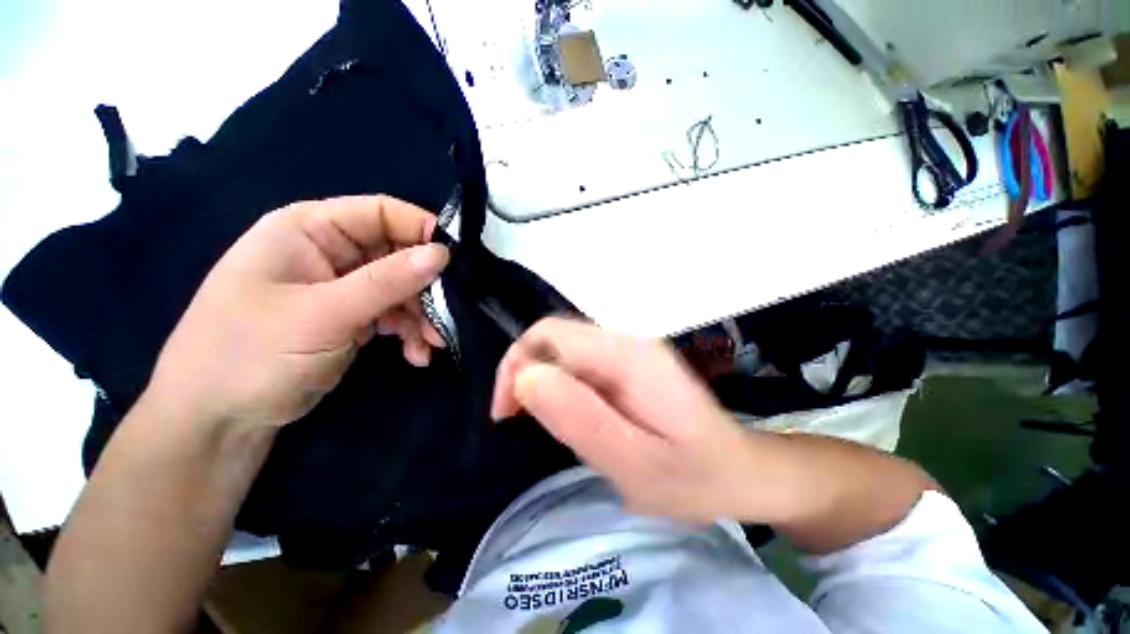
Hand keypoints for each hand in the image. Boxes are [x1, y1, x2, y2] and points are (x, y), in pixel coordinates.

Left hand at [146, 195, 448, 430]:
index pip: (381, 213)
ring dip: (422, 316)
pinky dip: (409, 332)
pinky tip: (416, 355)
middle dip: (426, 287)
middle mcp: (330, 252)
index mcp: (310, 230)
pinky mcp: (352, 317)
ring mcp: (343, 287)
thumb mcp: (324, 314)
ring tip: (433, 344)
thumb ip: (387, 282)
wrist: (219, 421)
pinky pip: (394, 314)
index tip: (456, 262)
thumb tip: (442, 254)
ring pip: (401, 289)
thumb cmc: (252, 355)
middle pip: (398, 255)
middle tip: (448, 315)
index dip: (422, 231)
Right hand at [491, 318, 757, 523]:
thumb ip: (579, 417)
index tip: (506, 414)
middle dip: (525, 372)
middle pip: (554, 336)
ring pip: (563, 349)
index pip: (550, 334)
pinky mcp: (628, 362)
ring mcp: (628, 348)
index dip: (517, 366)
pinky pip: (578, 362)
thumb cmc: (692, 476)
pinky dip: (560, 384)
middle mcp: (625, 339)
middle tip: (519, 420)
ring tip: (545, 423)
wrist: (738, 470)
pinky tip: (569, 414)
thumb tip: (527, 377)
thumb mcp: (633, 462)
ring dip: (542, 380)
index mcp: (626, 355)